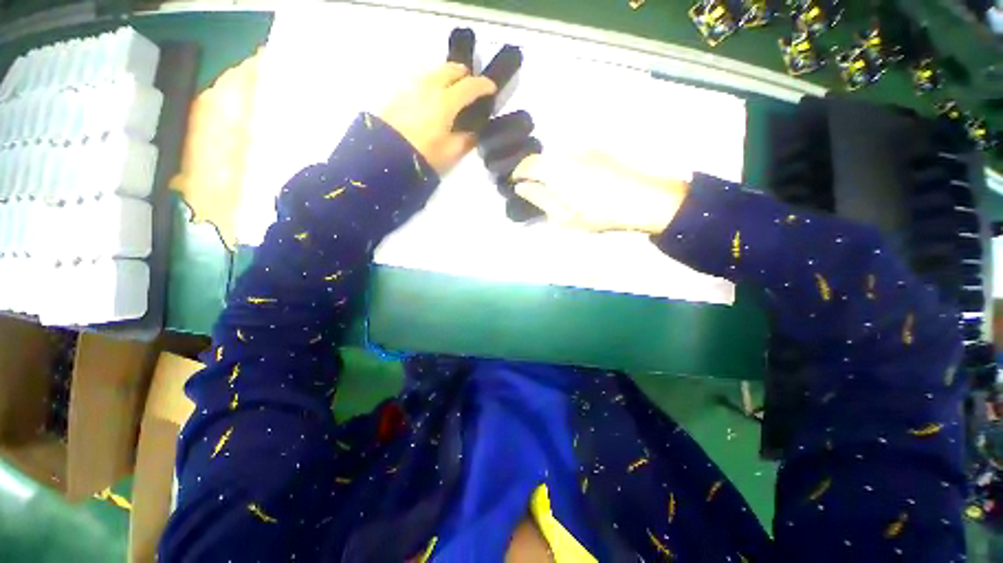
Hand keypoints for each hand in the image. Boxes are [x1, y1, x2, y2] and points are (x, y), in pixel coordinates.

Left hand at [379, 63, 496, 173]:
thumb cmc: (423, 154)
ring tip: (452, 92)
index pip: (470, 86)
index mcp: (445, 101)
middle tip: (471, 86)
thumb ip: (466, 140)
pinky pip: (422, 79)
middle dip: (464, 74)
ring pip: (435, 71)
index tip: (492, 89)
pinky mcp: (400, 92)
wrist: (385, 155)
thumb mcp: (450, 152)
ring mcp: (412, 86)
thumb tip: (473, 131)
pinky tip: (433, 98)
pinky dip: (433, 82)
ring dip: (447, 76)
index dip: (484, 86)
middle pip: (450, 69)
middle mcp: (429, 86)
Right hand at [511, 152, 689, 233]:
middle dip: (534, 172)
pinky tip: (574, 181)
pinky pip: (571, 155)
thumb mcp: (565, 216)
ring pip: (557, 156)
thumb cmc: (601, 213)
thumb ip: (541, 199)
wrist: (645, 200)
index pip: (527, 165)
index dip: (518, 174)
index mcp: (557, 169)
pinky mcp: (597, 150)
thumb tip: (522, 188)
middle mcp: (567, 152)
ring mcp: (584, 148)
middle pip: (541, 158)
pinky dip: (565, 166)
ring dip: (550, 169)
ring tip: (556, 188)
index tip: (516, 185)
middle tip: (536, 190)